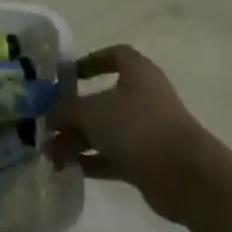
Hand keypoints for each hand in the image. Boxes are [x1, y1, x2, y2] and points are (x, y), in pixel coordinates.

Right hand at [47, 44, 201, 200]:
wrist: (185, 176)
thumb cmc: (136, 126)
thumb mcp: (90, 111)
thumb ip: (63, 109)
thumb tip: (47, 113)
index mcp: (137, 72)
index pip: (114, 56)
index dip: (89, 62)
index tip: (65, 76)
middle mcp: (143, 97)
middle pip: (101, 99)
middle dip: (72, 113)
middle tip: (46, 126)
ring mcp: (147, 130)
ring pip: (105, 130)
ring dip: (77, 140)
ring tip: (49, 155)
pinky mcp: (147, 161)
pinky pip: (112, 156)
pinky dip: (91, 160)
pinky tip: (67, 168)